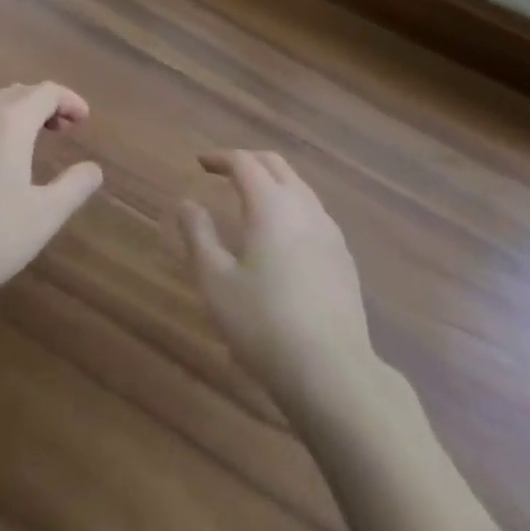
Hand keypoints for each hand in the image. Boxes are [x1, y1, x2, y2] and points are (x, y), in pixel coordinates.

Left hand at [0, 82, 103, 324]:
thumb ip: (74, 187)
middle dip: (44, 104)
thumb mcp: (43, 218)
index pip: (45, 92)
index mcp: (9, 124)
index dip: (69, 100)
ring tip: (30, 143)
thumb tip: (93, 168)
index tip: (84, 120)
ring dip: (15, 116)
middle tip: (63, 128)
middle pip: (16, 93)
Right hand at [178, 150, 376, 409]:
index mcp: (270, 204)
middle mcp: (303, 205)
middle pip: (275, 165)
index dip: (221, 158)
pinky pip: (313, 212)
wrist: (333, 372)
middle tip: (225, 172)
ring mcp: (329, 229)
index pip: (244, 162)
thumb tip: (186, 202)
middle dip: (248, 161)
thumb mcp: (216, 284)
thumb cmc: (264, 325)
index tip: (201, 163)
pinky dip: (291, 206)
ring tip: (251, 200)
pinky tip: (283, 236)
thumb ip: (199, 236)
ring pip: (298, 186)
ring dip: (272, 182)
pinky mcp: (343, 255)